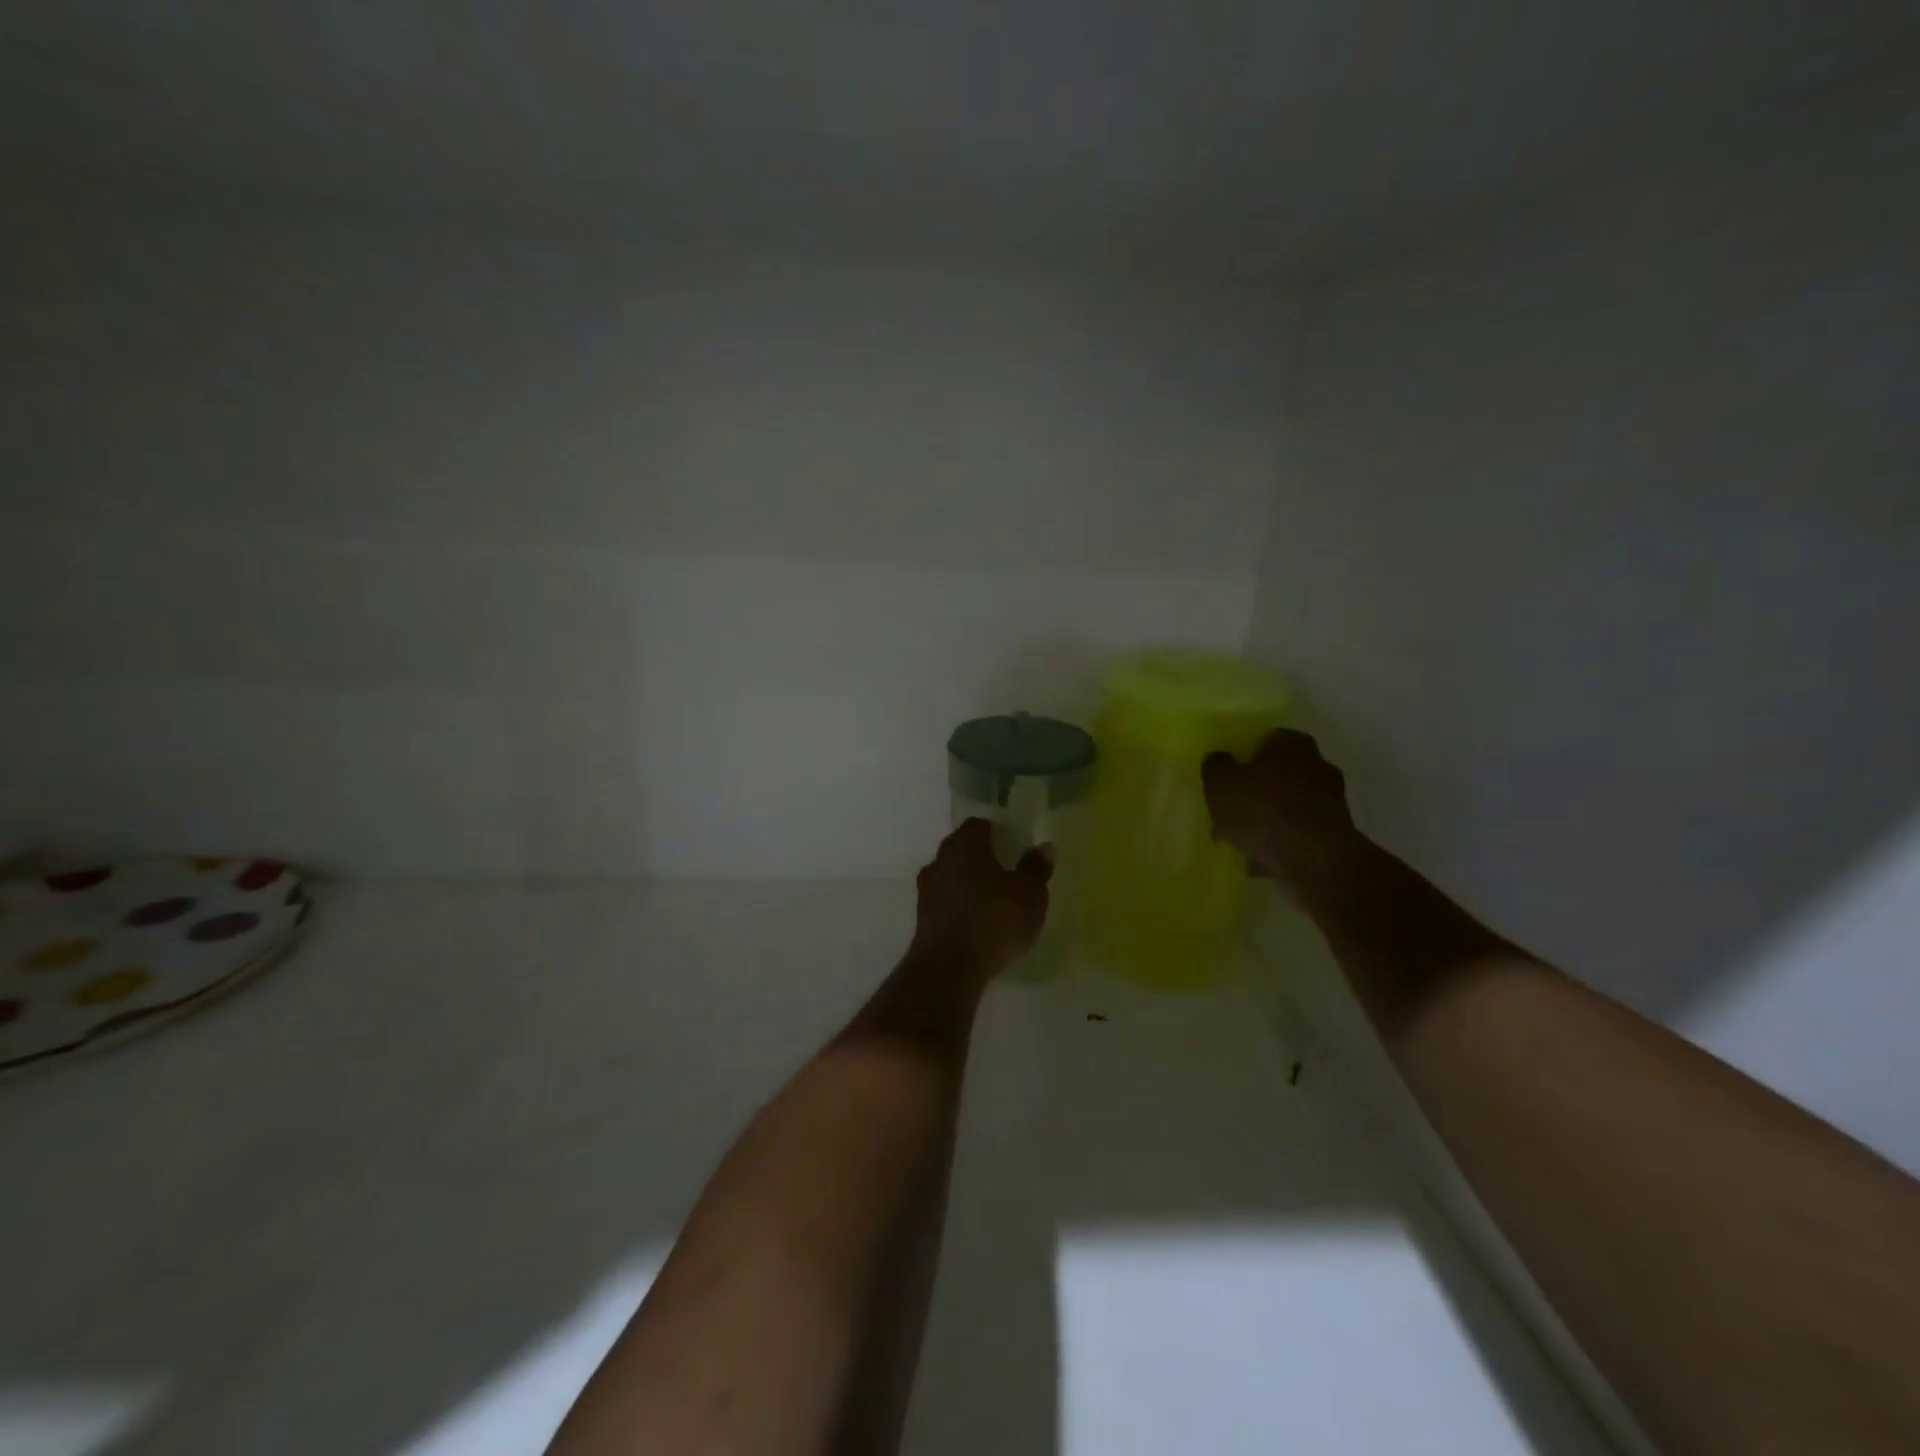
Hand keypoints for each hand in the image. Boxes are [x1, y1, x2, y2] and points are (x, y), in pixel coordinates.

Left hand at [910, 818, 1052, 984]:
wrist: (948, 968)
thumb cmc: (994, 920)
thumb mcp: (1030, 894)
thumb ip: (1036, 868)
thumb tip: (1044, 847)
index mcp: (965, 844)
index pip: (979, 825)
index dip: (998, 832)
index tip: (1015, 846)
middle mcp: (941, 860)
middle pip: (962, 849)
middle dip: (983, 857)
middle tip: (1008, 871)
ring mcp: (927, 889)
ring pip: (951, 875)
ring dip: (969, 883)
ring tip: (994, 900)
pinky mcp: (922, 918)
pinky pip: (945, 901)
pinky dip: (960, 905)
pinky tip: (977, 922)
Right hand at [1203, 729, 1363, 894]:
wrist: (1313, 860)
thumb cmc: (1263, 810)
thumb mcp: (1220, 783)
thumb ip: (1215, 766)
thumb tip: (1219, 760)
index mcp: (1292, 744)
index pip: (1265, 740)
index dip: (1243, 757)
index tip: (1227, 778)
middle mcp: (1317, 765)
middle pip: (1277, 774)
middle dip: (1254, 791)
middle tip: (1229, 810)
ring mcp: (1330, 801)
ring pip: (1286, 805)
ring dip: (1265, 818)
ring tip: (1239, 839)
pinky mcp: (1333, 833)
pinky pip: (1297, 831)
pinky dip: (1280, 840)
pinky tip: (1259, 857)